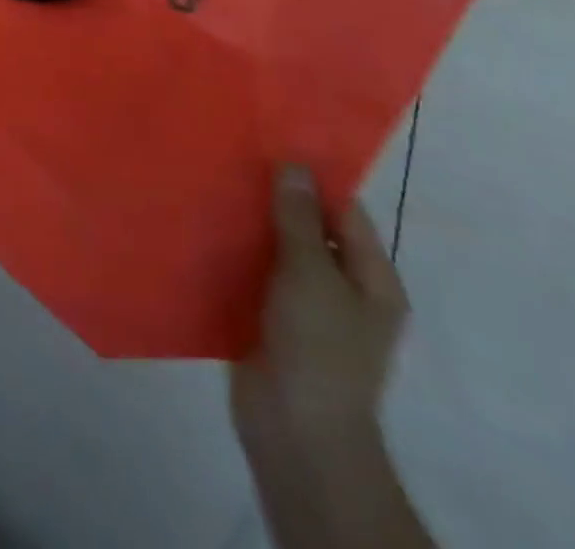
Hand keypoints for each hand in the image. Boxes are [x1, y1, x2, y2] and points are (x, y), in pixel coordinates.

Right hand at [232, 165, 407, 460]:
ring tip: (211, 182)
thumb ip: (300, 219)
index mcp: (372, 280)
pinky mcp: (270, 321)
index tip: (272, 142)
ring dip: (250, 224)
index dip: (312, 178)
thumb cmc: (318, 348)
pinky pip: (254, 274)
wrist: (295, 431)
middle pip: (310, 229)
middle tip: (232, 156)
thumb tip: (294, 165)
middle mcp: (343, 290)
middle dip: (275, 198)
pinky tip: (202, 227)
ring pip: (277, 250)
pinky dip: (234, 253)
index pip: (346, 212)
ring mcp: (305, 308)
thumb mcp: (311, 273)